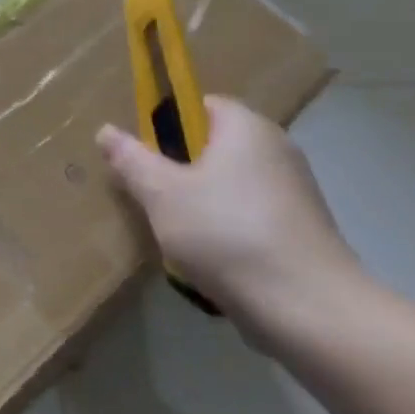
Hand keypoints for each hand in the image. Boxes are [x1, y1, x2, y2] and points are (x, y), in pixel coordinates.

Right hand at [96, 97, 362, 339]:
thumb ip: (132, 160)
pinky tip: (208, 258)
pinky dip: (225, 229)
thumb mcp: (161, 194)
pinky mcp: (301, 230)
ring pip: (228, 185)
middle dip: (178, 169)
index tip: (143, 155)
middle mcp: (276, 149)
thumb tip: (106, 131)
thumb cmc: (226, 234)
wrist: (308, 309)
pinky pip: (247, 215)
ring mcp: (294, 191)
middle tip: (149, 196)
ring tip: (174, 233)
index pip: (199, 104)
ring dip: (198, 203)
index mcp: (246, 127)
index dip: (165, 123)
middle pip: (212, 146)